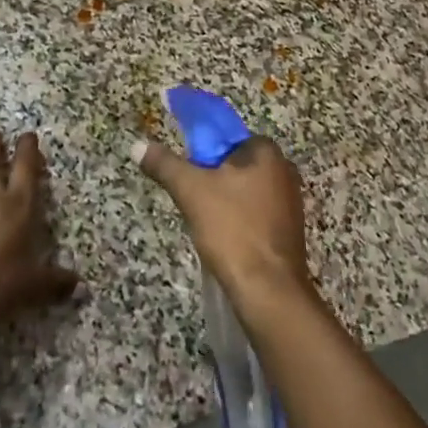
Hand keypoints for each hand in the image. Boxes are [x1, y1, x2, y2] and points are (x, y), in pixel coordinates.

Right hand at [133, 135, 313, 310]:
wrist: (268, 289)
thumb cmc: (232, 230)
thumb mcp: (191, 191)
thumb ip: (165, 165)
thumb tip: (137, 145)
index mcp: (268, 152)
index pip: (228, 137)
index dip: (203, 152)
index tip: (188, 174)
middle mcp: (284, 170)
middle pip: (236, 164)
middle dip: (212, 179)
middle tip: (193, 200)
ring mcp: (290, 201)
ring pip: (244, 190)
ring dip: (224, 201)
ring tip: (206, 223)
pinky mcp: (288, 228)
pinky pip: (255, 213)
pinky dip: (238, 219)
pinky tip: (225, 238)